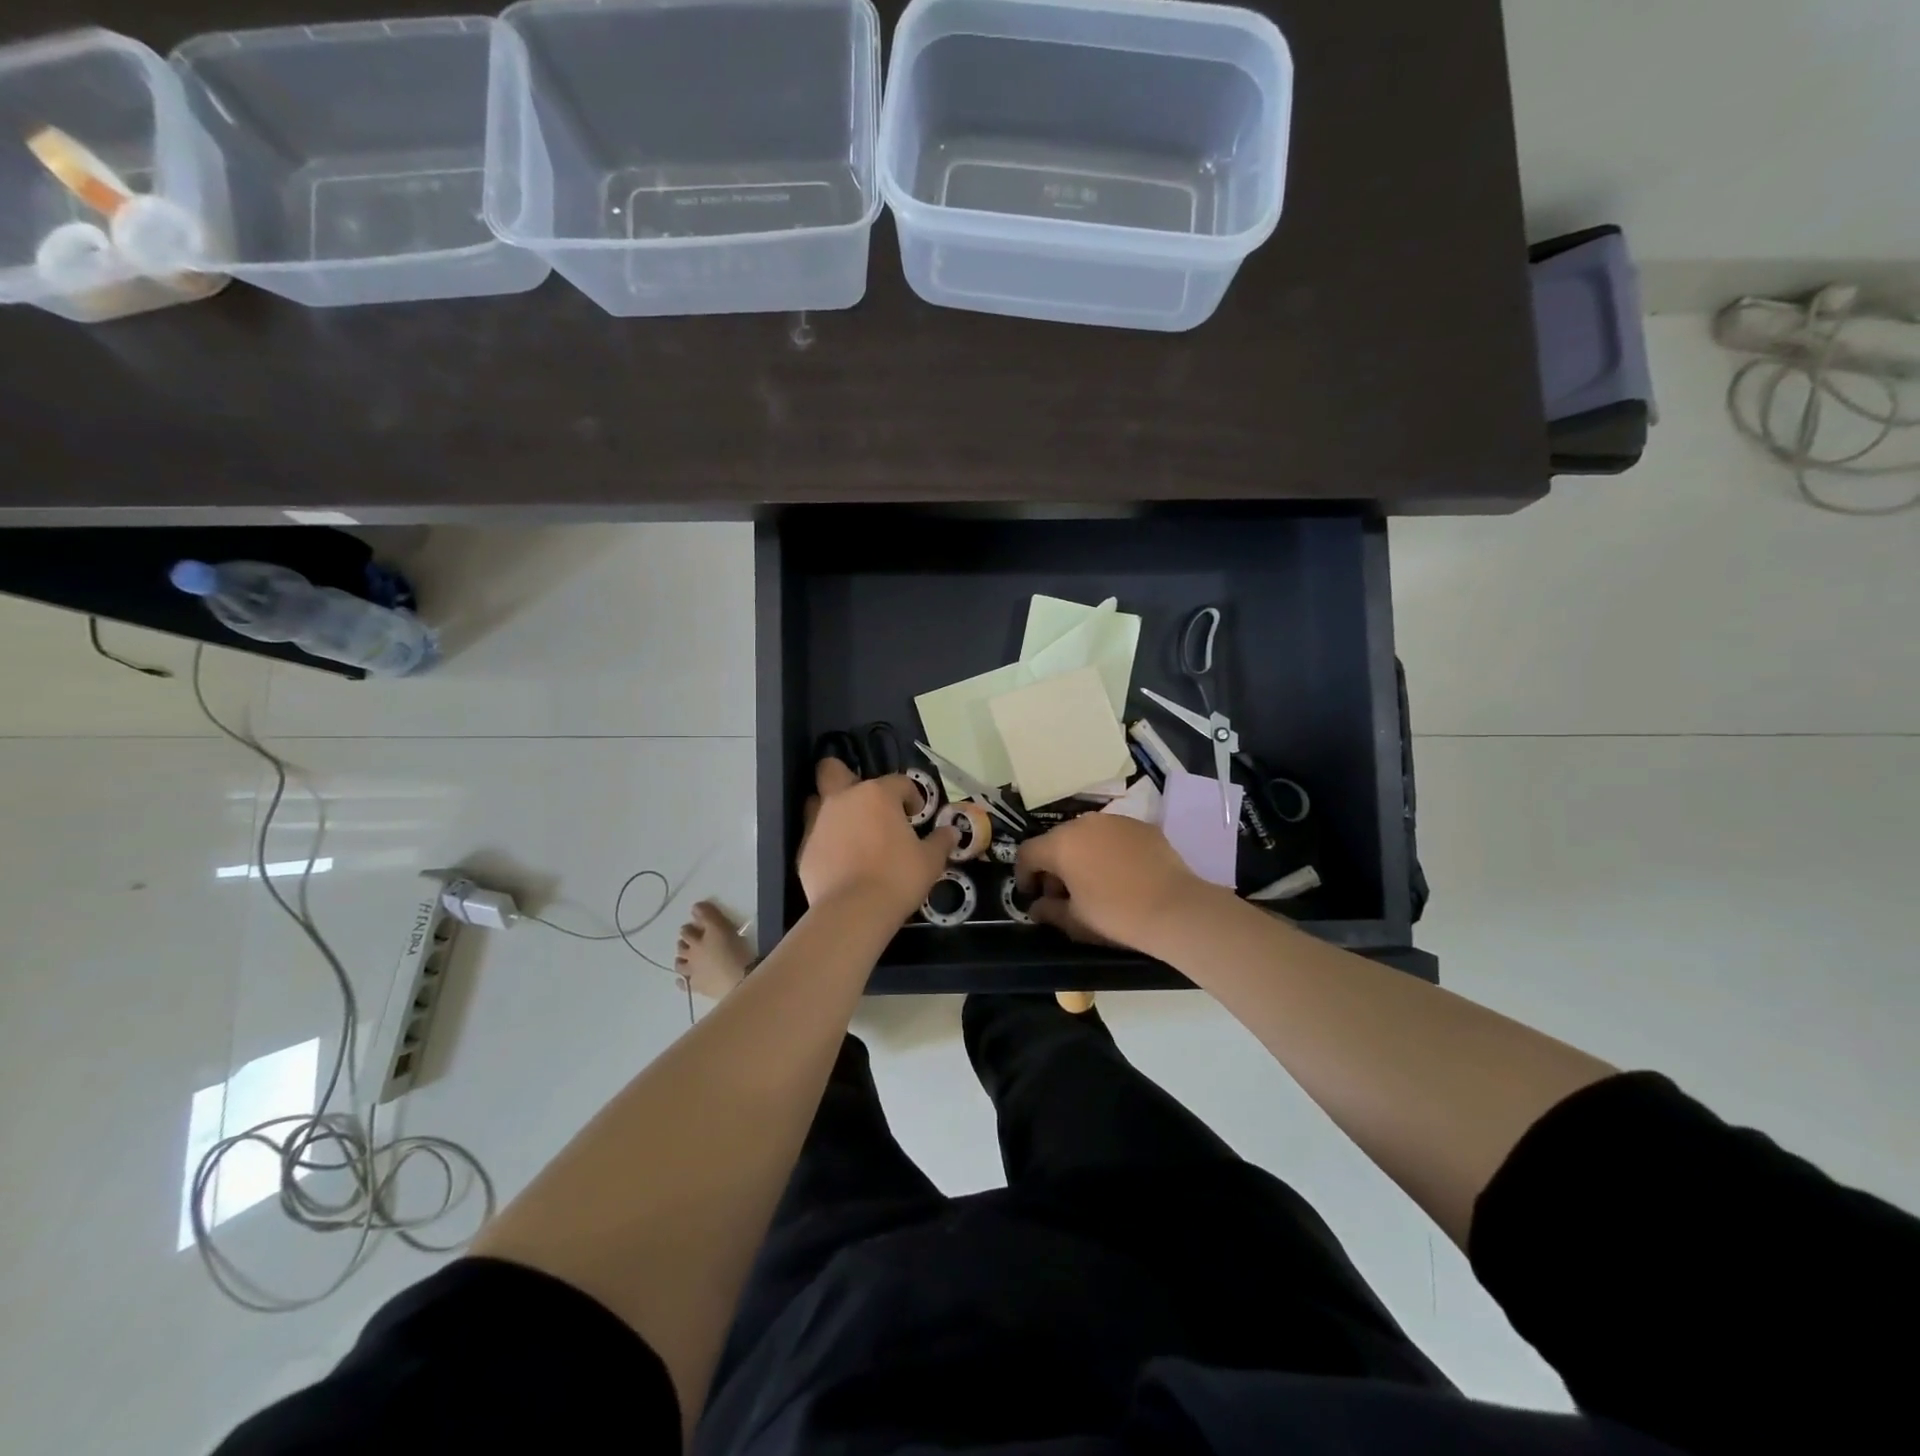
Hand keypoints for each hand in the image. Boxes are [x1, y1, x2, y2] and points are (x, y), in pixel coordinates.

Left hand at [799, 758, 957, 917]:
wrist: (853, 912)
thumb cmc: (897, 878)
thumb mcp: (930, 861)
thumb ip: (940, 841)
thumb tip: (951, 832)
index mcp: (877, 795)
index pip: (898, 782)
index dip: (911, 796)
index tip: (917, 816)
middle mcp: (844, 799)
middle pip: (833, 770)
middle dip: (846, 776)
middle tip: (865, 802)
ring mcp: (819, 823)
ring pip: (818, 801)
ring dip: (834, 810)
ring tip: (852, 832)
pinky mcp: (804, 849)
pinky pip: (815, 835)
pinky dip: (826, 841)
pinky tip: (840, 861)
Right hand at [1016, 813, 1216, 953]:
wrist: (1174, 908)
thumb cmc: (1114, 915)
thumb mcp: (1074, 920)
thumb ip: (1048, 911)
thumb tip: (1036, 907)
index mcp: (1061, 844)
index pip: (1028, 853)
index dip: (1024, 875)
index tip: (1031, 896)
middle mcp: (1084, 823)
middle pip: (1057, 841)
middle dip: (1053, 866)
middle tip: (1061, 894)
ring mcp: (1115, 821)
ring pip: (1086, 835)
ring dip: (1080, 856)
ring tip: (1092, 883)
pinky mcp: (1141, 826)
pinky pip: (1113, 836)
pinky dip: (1108, 851)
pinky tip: (1120, 874)